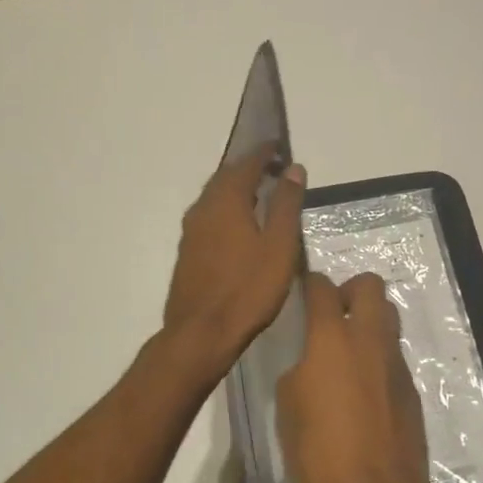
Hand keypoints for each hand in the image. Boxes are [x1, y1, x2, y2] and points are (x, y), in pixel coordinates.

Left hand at [163, 145, 306, 375]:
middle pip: (225, 178)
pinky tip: (240, 228)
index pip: (245, 164)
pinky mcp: (188, 253)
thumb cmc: (249, 289)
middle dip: (248, 169)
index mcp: (226, 202)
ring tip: (260, 196)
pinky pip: (209, 218)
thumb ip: (286, 204)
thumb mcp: (279, 245)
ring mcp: (191, 232)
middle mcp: (203, 209)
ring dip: (236, 190)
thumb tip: (294, 169)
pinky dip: (226, 211)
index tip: (279, 149)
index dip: (263, 154)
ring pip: (214, 199)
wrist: (202, 333)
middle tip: (272, 170)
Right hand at [276, 271, 460, 482]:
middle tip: (333, 313)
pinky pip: (393, 358)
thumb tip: (313, 366)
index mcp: (332, 340)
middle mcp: (370, 341)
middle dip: (351, 289)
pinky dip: (378, 360)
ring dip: (369, 323)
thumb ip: (300, 372)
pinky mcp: (412, 391)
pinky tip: (361, 393)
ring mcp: (396, 365)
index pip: (323, 289)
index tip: (303, 288)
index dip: (311, 282)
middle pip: (371, 287)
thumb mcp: (288, 409)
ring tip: (346, 353)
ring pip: (388, 320)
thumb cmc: (319, 453)